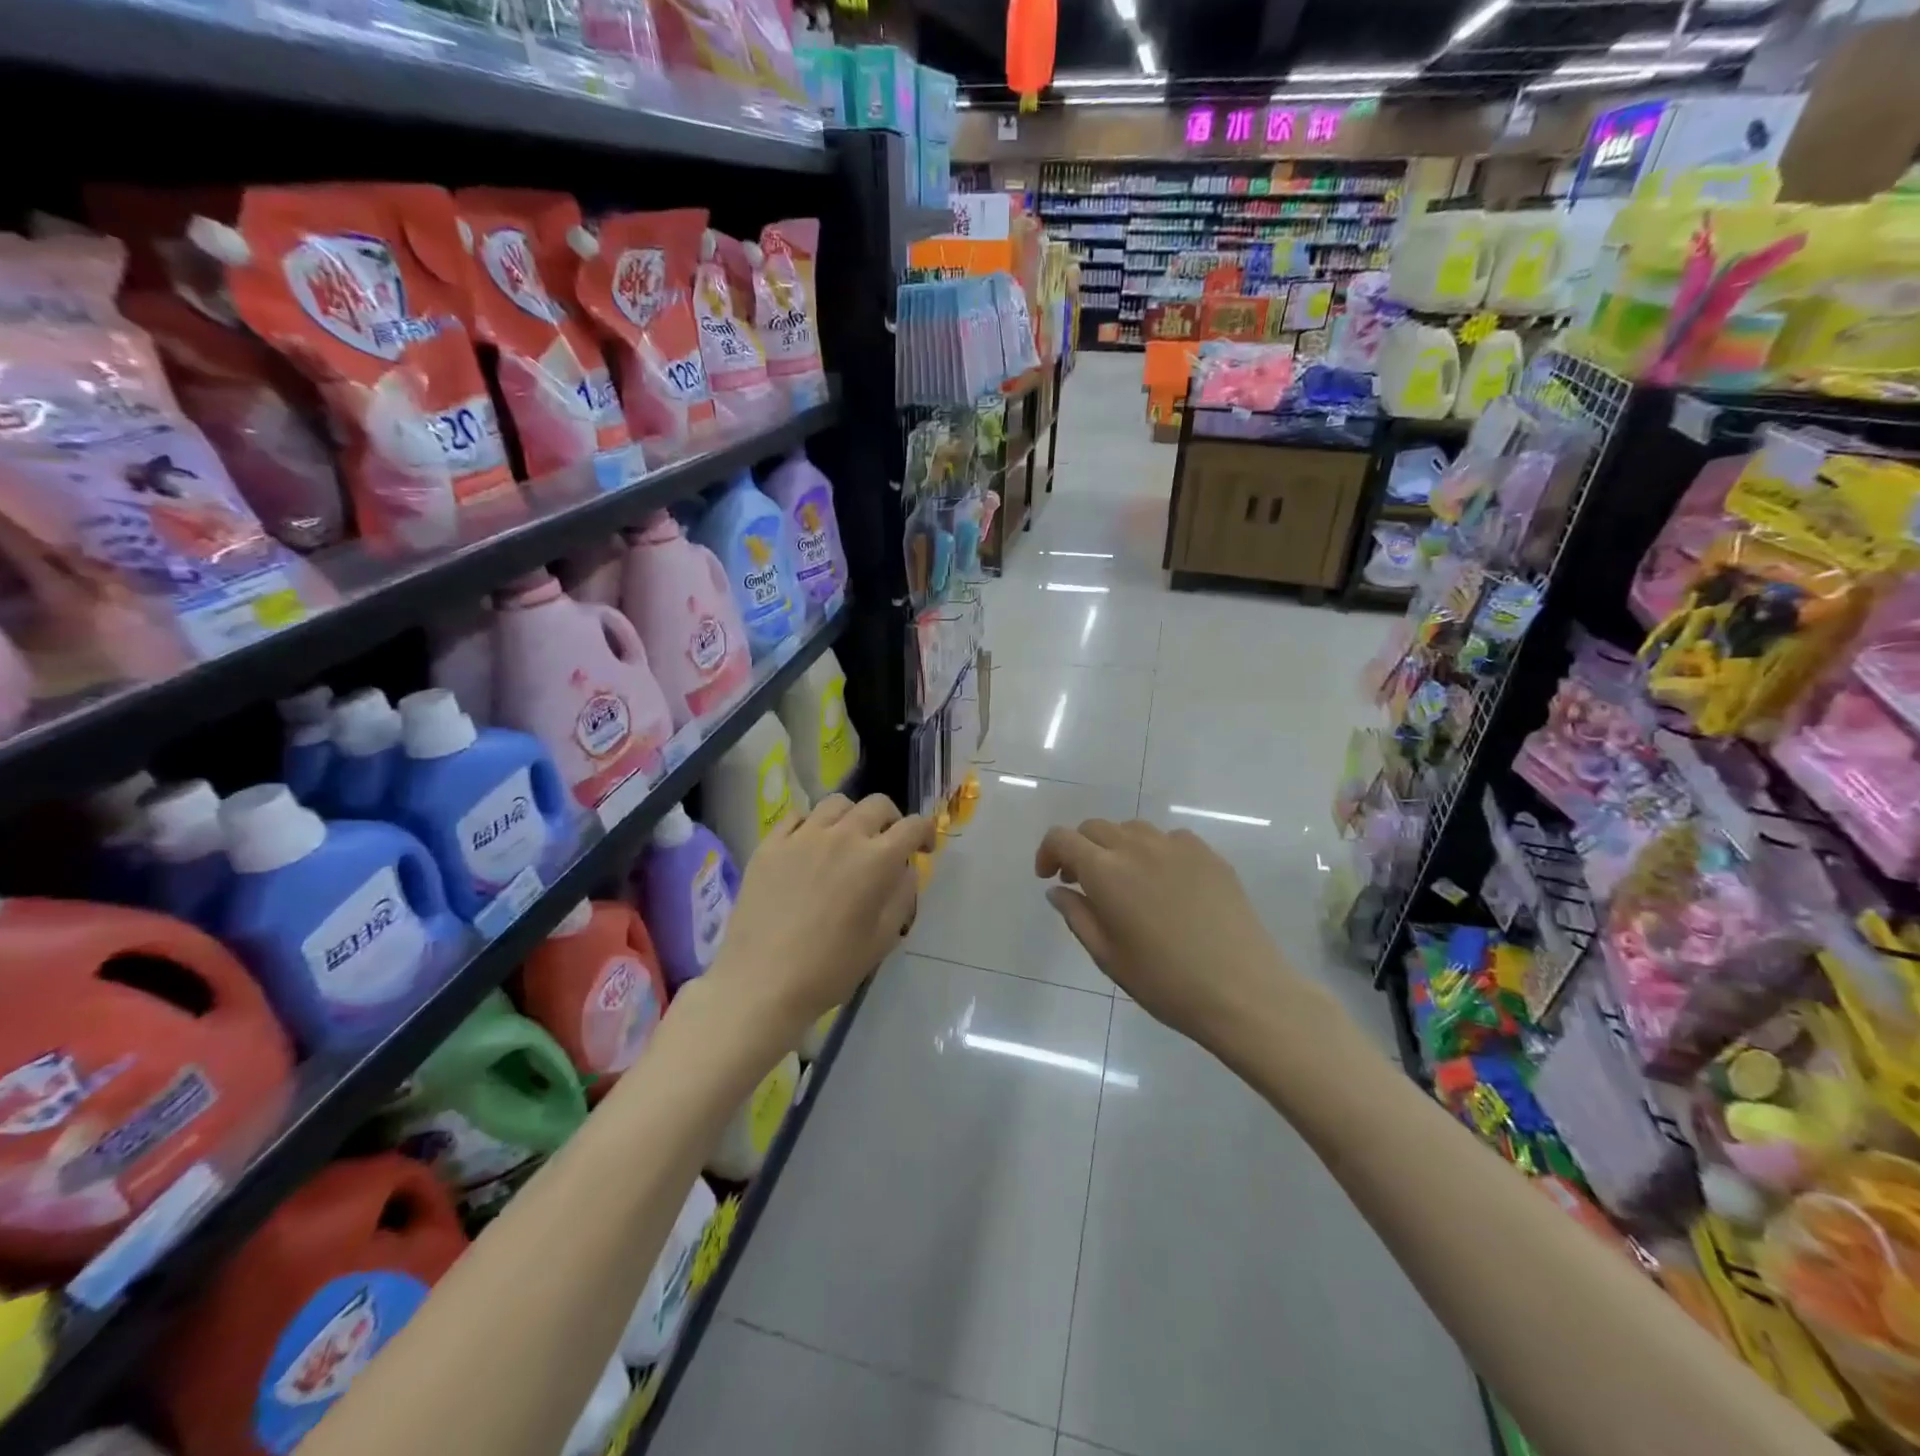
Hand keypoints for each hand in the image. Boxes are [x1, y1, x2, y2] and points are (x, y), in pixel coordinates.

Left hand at [704, 794, 932, 1049]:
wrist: (761, 983)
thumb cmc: (830, 969)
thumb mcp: (882, 940)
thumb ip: (901, 897)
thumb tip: (904, 870)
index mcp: (876, 860)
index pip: (913, 826)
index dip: (926, 832)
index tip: (923, 849)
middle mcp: (843, 836)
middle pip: (877, 804)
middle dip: (891, 820)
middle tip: (887, 843)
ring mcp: (802, 836)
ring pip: (837, 803)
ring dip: (852, 817)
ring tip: (847, 841)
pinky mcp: (770, 844)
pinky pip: (797, 817)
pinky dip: (812, 825)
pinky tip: (809, 846)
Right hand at [1036, 818, 1306, 1050]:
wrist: (1243, 990)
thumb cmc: (1166, 983)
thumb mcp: (1108, 957)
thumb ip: (1077, 916)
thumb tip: (1058, 890)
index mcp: (1106, 872)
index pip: (1062, 838)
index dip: (1048, 852)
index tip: (1049, 877)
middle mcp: (1137, 847)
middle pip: (1095, 828)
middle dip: (1080, 849)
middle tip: (1082, 883)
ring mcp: (1177, 846)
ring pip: (1132, 829)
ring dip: (1116, 847)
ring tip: (1125, 882)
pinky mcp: (1208, 854)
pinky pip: (1169, 838)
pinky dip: (1154, 851)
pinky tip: (1165, 884)